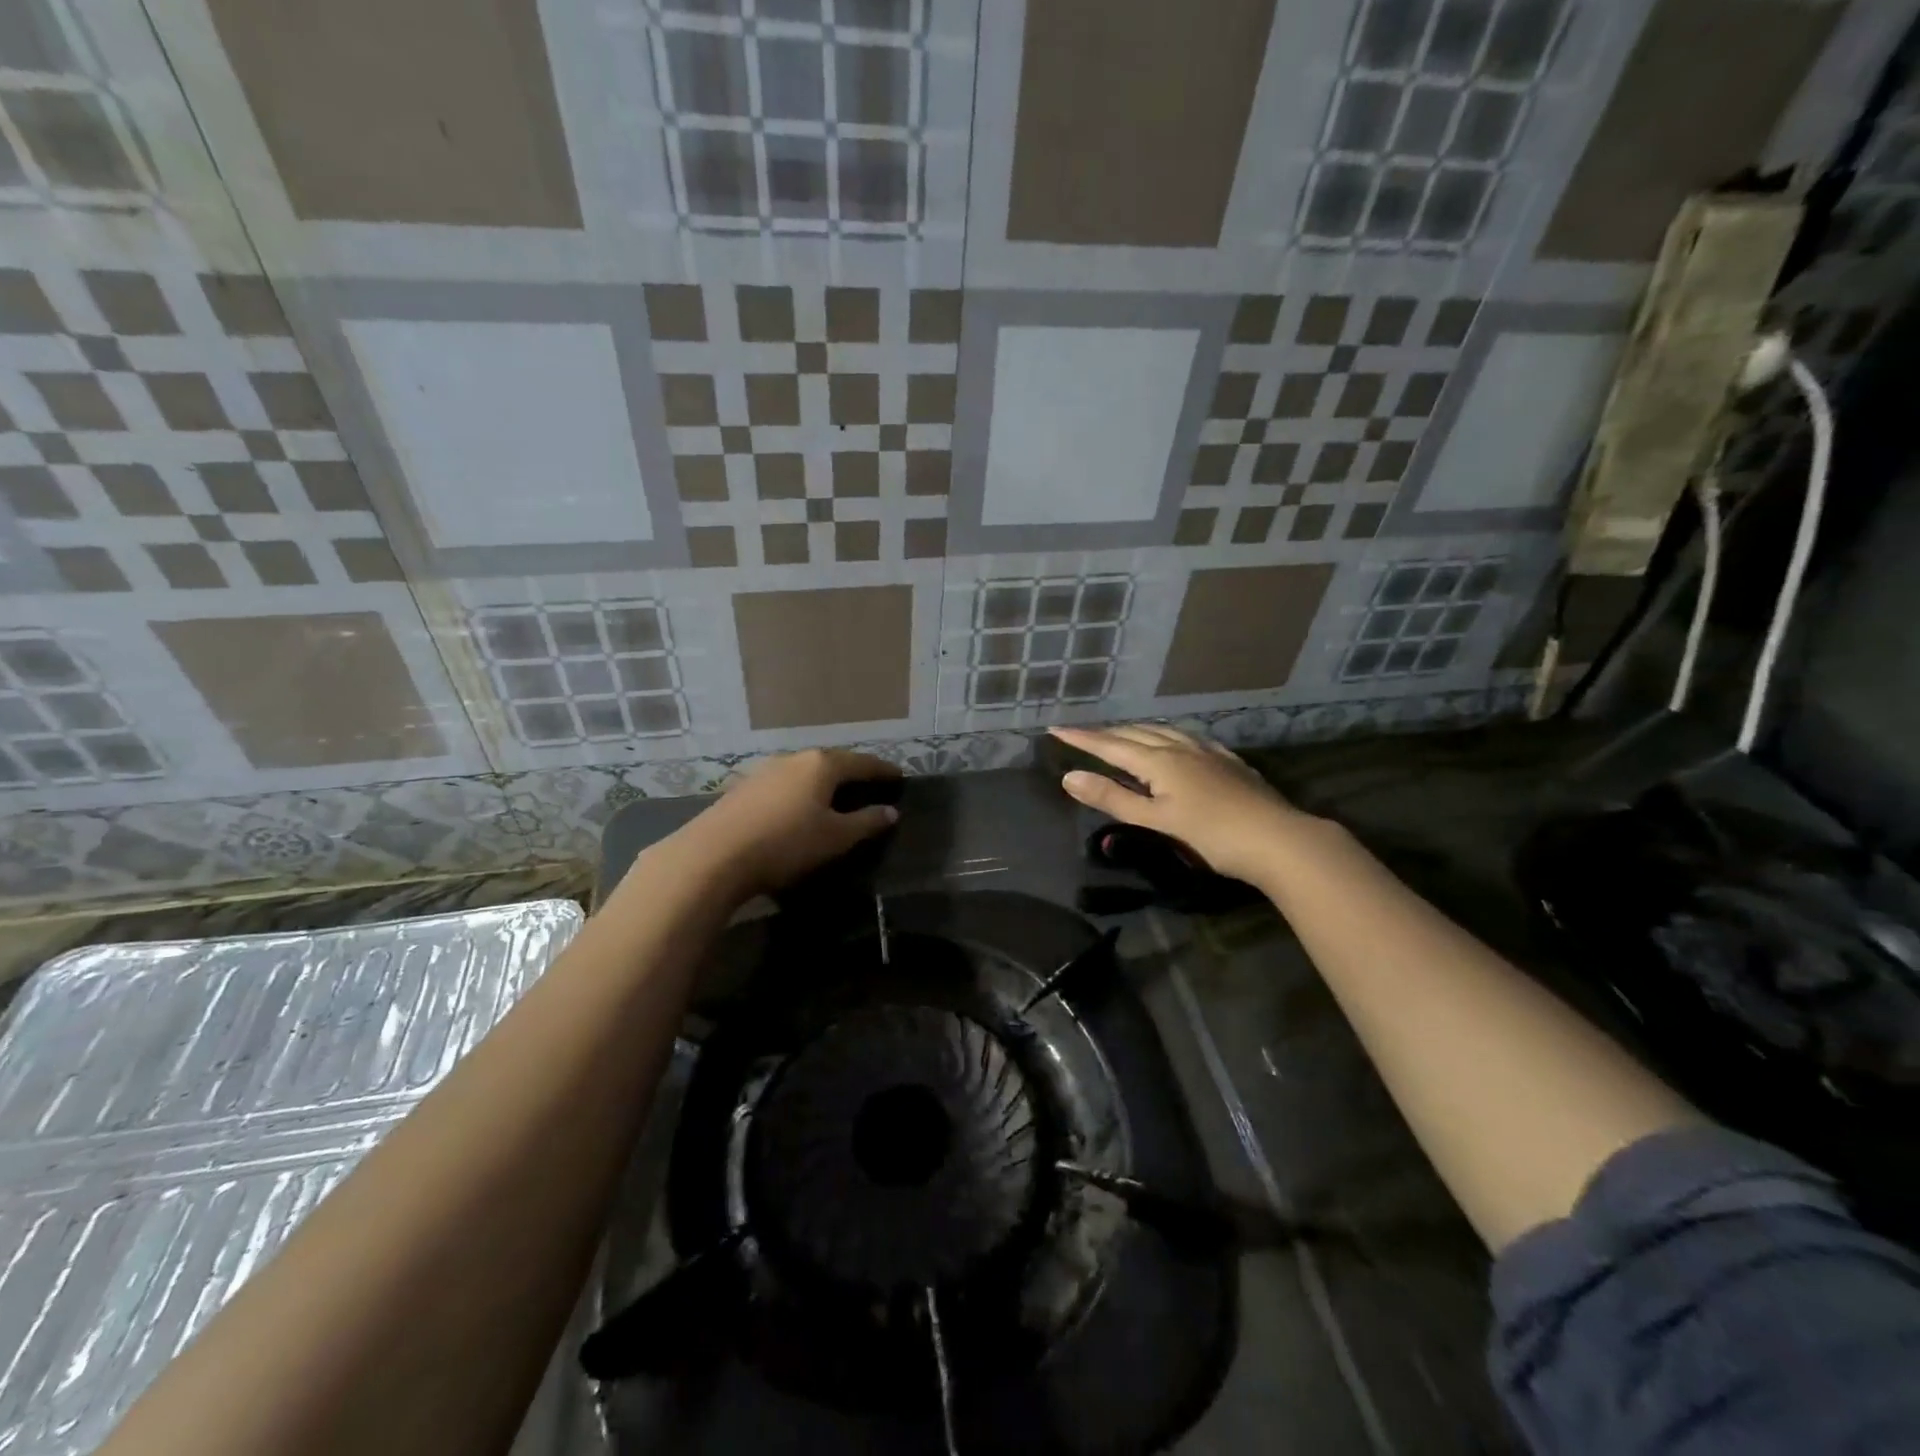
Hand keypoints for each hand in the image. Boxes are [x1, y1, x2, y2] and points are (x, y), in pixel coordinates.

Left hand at [673, 749, 900, 899]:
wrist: (713, 855)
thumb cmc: (786, 844)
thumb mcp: (835, 838)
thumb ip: (866, 823)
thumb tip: (891, 811)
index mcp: (822, 765)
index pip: (862, 762)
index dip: (883, 770)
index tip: (899, 776)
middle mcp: (794, 759)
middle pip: (832, 762)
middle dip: (853, 772)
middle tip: (870, 784)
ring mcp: (765, 771)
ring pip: (805, 771)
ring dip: (824, 782)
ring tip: (836, 796)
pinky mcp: (743, 788)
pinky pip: (784, 784)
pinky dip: (801, 791)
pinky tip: (799, 807)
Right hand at [1048, 724, 1310, 883]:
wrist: (1278, 839)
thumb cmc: (1211, 835)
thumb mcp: (1155, 820)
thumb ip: (1112, 798)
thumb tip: (1069, 777)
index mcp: (1159, 761)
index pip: (1111, 745)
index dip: (1082, 739)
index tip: (1055, 729)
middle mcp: (1181, 748)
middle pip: (1136, 733)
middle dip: (1106, 732)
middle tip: (1083, 732)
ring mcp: (1208, 752)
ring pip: (1165, 731)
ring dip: (1137, 730)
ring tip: (1123, 732)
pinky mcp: (1229, 762)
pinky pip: (1189, 738)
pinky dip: (1169, 736)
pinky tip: (1177, 742)